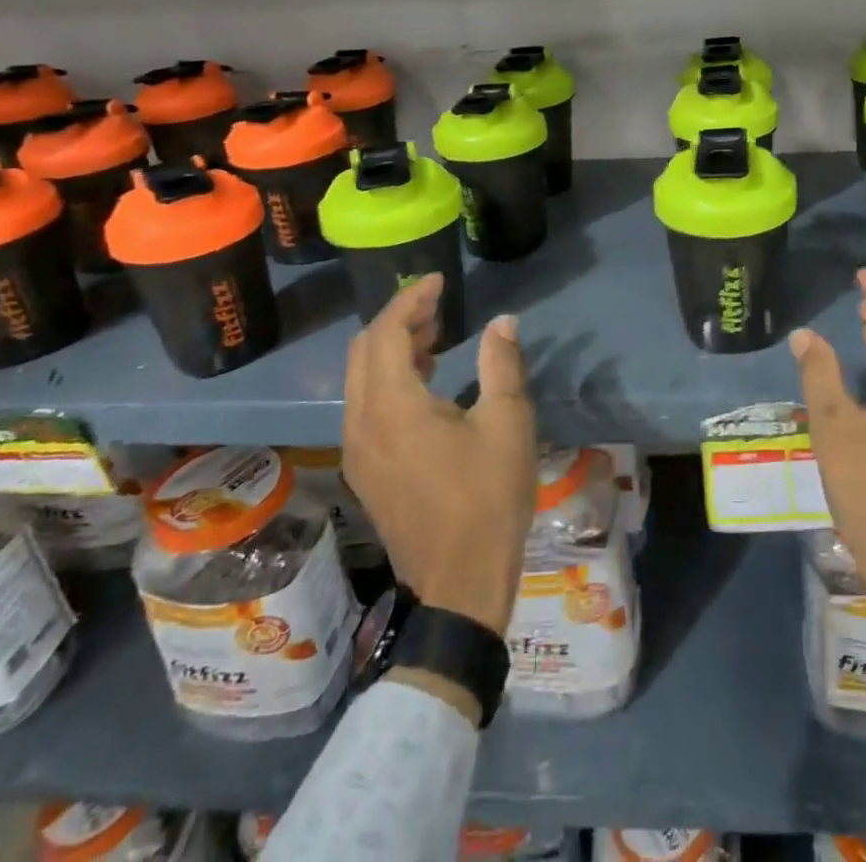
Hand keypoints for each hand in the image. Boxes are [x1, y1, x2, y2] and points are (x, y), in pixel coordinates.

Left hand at [341, 275, 536, 635]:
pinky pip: (364, 406)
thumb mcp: (508, 424)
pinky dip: (387, 380)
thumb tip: (503, 321)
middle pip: (364, 351)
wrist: (461, 583)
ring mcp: (357, 451)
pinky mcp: (365, 471)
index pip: (387, 333)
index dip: (411, 300)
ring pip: (360, 380)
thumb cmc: (489, 498)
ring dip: (391, 350)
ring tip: (435, 339)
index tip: (439, 281)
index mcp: (393, 408)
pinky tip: (424, 385)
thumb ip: (501, 364)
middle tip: (438, 309)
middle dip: (398, 320)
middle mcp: (361, 424)